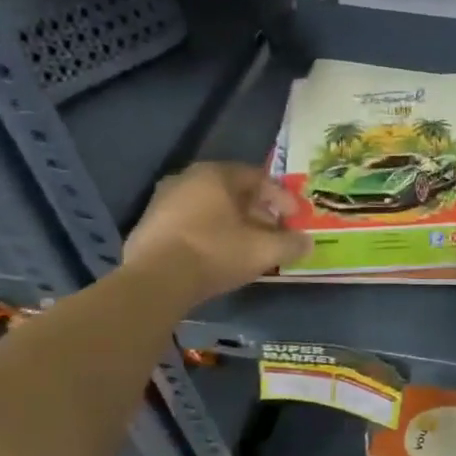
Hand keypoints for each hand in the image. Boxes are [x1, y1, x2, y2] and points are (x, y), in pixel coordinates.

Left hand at [124, 162, 308, 293]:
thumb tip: (307, 242)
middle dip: (258, 212)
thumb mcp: (264, 250)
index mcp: (215, 174)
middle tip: (274, 232)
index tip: (295, 218)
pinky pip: (189, 222)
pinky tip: (218, 255)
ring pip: (210, 207)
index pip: (258, 178)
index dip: (282, 198)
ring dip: (233, 223)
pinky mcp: (148, 225)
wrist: (155, 281)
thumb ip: (291, 244)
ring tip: (248, 246)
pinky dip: (209, 233)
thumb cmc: (215, 252)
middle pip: (233, 192)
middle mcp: (187, 178)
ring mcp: (162, 201)